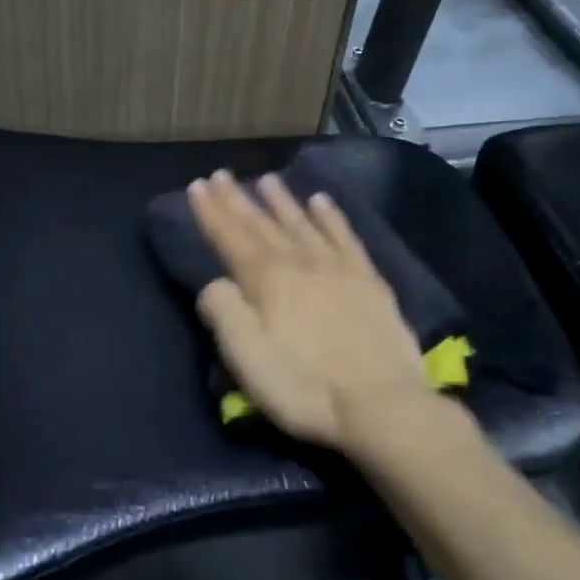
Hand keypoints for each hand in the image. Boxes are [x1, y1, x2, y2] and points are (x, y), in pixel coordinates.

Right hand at [187, 169, 435, 449]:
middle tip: (221, 175)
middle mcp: (299, 263)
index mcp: (266, 281)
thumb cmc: (305, 386)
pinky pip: (344, 236)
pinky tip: (322, 201)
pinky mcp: (368, 279)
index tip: (198, 185)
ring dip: (281, 201)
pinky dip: (331, 216)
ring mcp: (337, 268)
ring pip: (302, 223)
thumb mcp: (247, 359)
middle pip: (262, 225)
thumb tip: (213, 283)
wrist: (382, 404)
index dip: (212, 212)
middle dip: (238, 199)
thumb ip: (224, 313)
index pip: (230, 237)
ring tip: (266, 179)